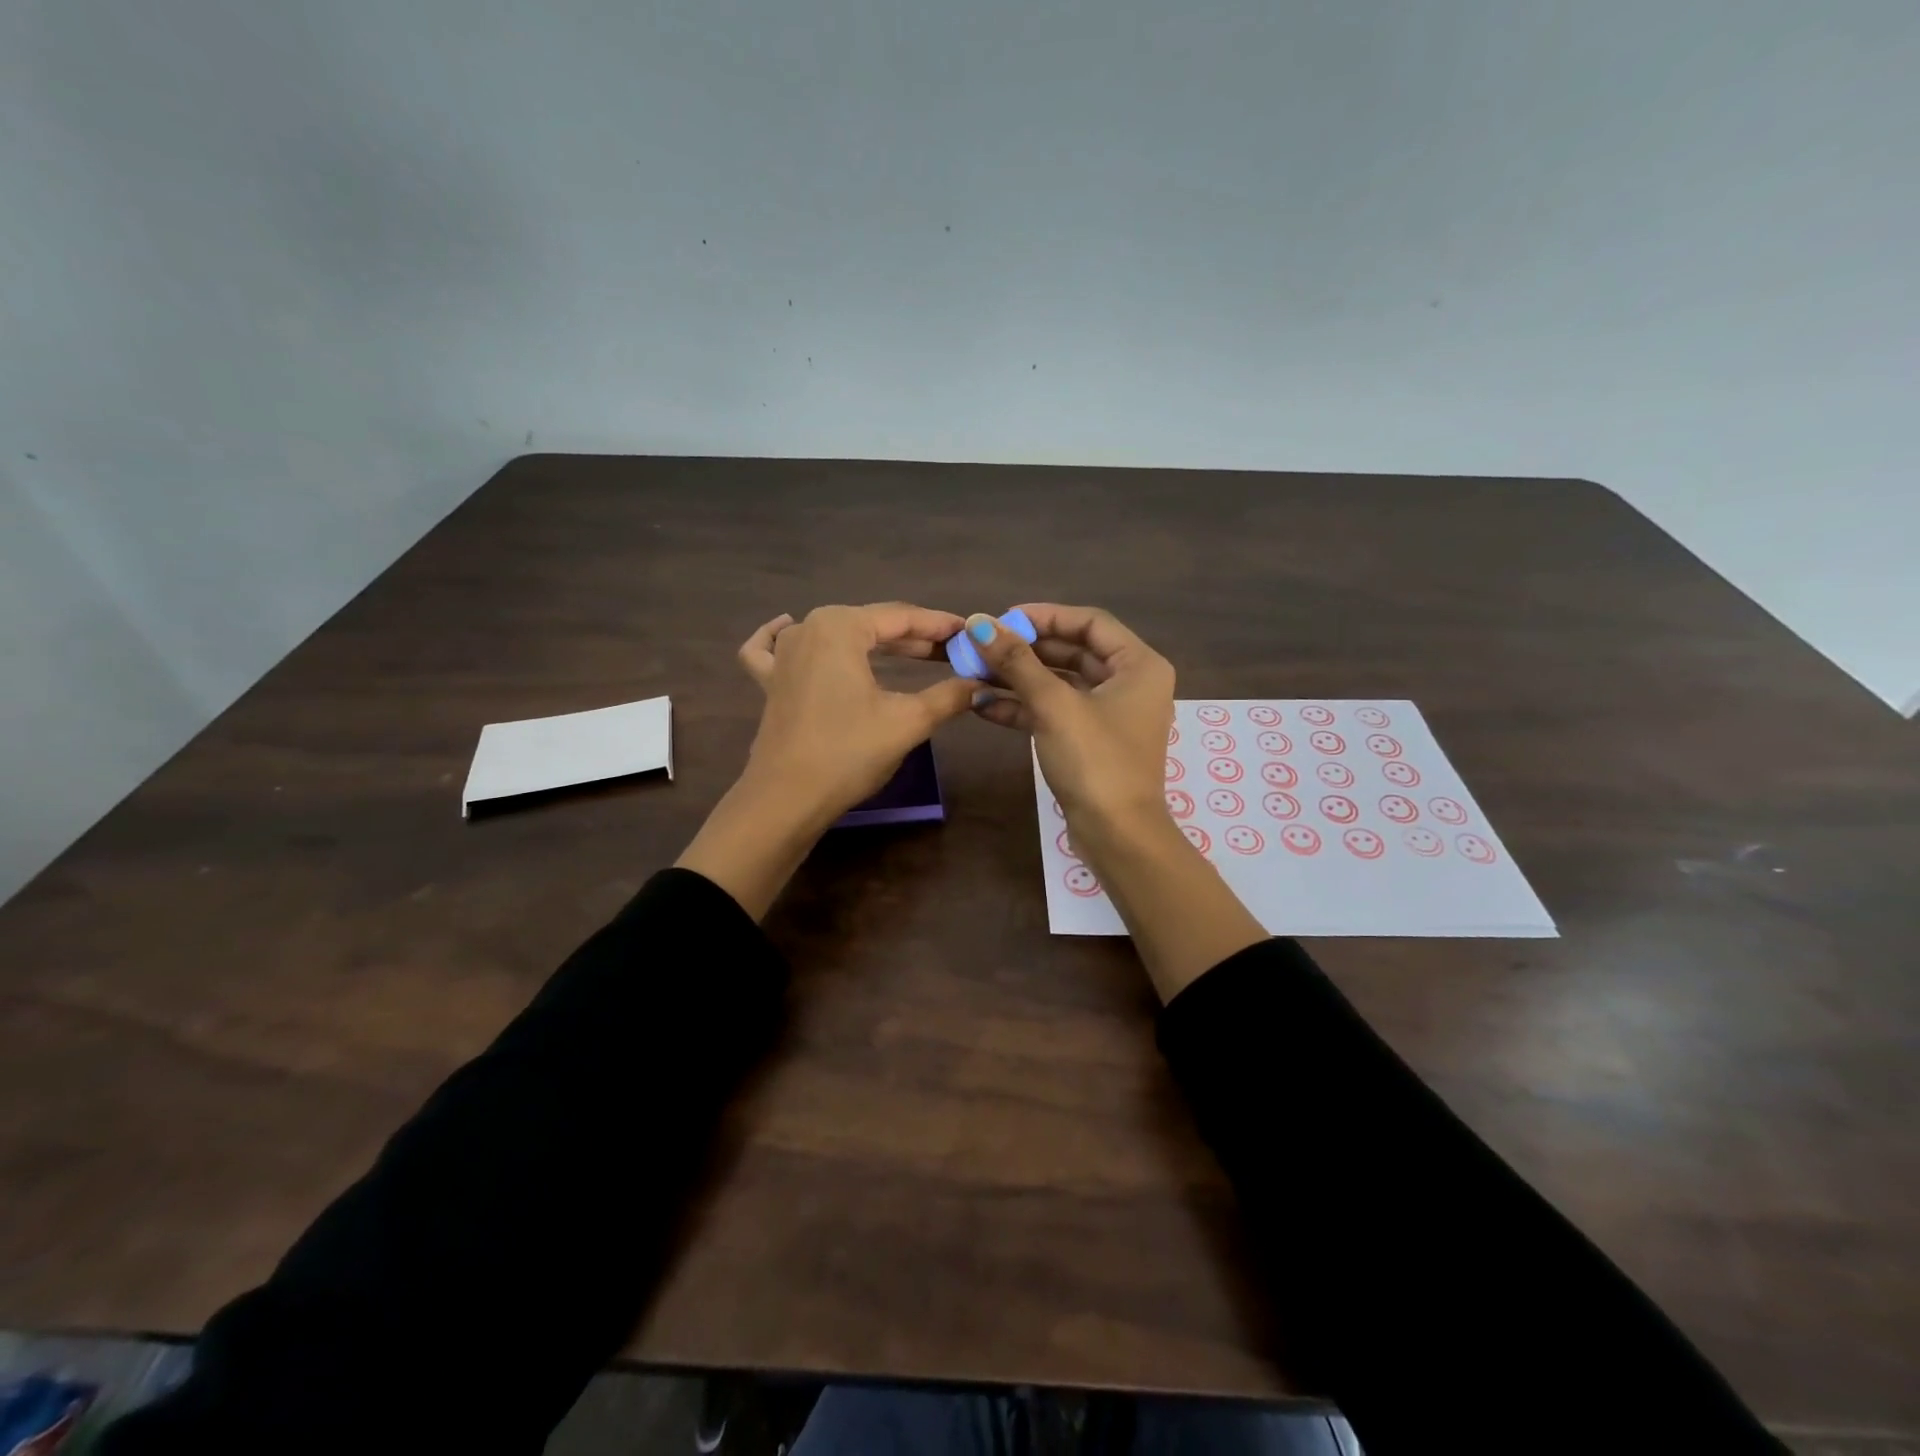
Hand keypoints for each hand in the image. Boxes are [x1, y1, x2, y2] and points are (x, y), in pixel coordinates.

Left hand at [677, 603, 975, 919]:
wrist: (787, 799)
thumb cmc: (849, 752)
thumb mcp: (908, 722)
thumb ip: (949, 696)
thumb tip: (982, 686)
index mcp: (841, 627)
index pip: (902, 618)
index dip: (941, 626)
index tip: (970, 634)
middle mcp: (808, 628)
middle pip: (871, 624)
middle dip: (915, 638)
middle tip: (953, 652)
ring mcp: (782, 655)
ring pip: (835, 634)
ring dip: (873, 642)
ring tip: (909, 654)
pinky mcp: (769, 683)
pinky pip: (773, 648)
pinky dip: (782, 637)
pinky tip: (787, 628)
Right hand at [968, 605, 1265, 999]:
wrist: (1116, 835)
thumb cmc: (1095, 761)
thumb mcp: (1054, 705)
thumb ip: (1016, 661)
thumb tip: (979, 623)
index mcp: (1138, 665)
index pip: (1089, 622)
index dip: (1045, 616)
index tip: (1003, 619)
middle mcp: (1129, 683)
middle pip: (1072, 651)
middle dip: (1026, 649)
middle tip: (983, 645)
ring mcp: (1109, 714)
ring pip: (1060, 683)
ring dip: (1019, 678)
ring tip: (974, 671)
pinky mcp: (1089, 741)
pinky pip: (1055, 712)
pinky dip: (1023, 707)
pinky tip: (983, 704)